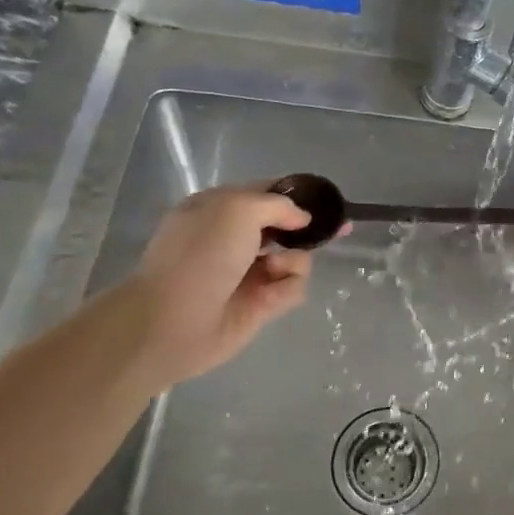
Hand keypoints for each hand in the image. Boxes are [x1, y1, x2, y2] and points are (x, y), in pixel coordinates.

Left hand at [126, 184, 325, 384]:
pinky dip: (286, 289)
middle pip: (286, 227)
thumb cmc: (201, 255)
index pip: (266, 193)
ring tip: (274, 271)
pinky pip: (292, 288)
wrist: (173, 321)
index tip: (325, 200)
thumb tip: (301, 219)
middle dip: (309, 229)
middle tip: (340, 229)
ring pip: (295, 258)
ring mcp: (249, 273)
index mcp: (220, 209)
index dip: (297, 195)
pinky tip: (270, 295)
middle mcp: (235, 239)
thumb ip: (278, 205)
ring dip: (294, 261)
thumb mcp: (238, 209)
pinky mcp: (260, 304)